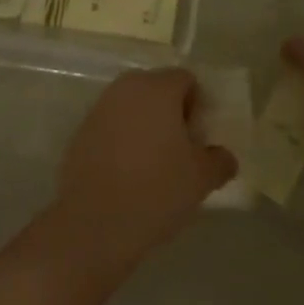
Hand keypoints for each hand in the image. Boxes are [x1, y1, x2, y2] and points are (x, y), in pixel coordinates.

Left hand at [49, 69, 234, 281]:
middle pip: (157, 90)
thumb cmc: (156, 190)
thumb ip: (219, 160)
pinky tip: (128, 174)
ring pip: (132, 108)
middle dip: (171, 113)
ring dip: (146, 126)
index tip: (199, 138)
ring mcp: (99, 110)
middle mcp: (126, 89)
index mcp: (157, 89)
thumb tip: (223, 157)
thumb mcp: (201, 179)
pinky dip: (123, 141)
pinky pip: (112, 127)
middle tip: (181, 150)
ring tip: (155, 164)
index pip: (186, 80)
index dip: (198, 105)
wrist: (93, 224)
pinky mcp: (80, 133)